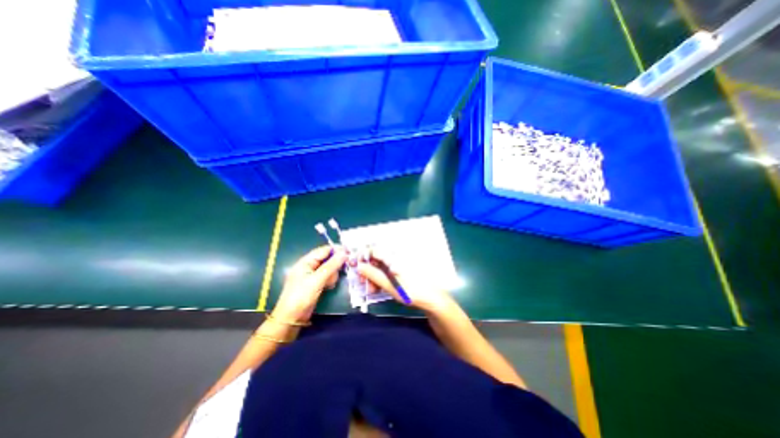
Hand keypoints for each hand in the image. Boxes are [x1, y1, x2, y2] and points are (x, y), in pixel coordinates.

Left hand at [275, 246, 347, 321]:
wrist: (291, 319)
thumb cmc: (301, 297)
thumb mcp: (317, 280)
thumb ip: (331, 266)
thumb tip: (344, 253)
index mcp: (306, 261)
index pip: (324, 250)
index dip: (337, 250)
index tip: (350, 252)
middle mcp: (309, 266)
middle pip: (328, 258)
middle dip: (335, 264)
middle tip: (343, 269)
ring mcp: (312, 275)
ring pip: (329, 268)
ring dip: (332, 274)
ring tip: (330, 284)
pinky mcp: (315, 283)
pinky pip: (327, 276)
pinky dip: (330, 280)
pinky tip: (329, 286)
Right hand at [355, 248, 453, 312]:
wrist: (432, 298)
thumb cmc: (411, 291)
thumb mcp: (389, 284)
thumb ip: (373, 274)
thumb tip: (359, 266)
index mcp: (395, 255)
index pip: (374, 249)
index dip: (363, 257)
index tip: (356, 268)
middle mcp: (397, 255)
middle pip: (377, 257)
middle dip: (368, 269)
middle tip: (363, 283)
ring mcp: (401, 262)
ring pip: (382, 264)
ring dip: (374, 275)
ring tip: (372, 289)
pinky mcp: (403, 268)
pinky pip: (388, 269)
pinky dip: (382, 277)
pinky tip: (379, 287)